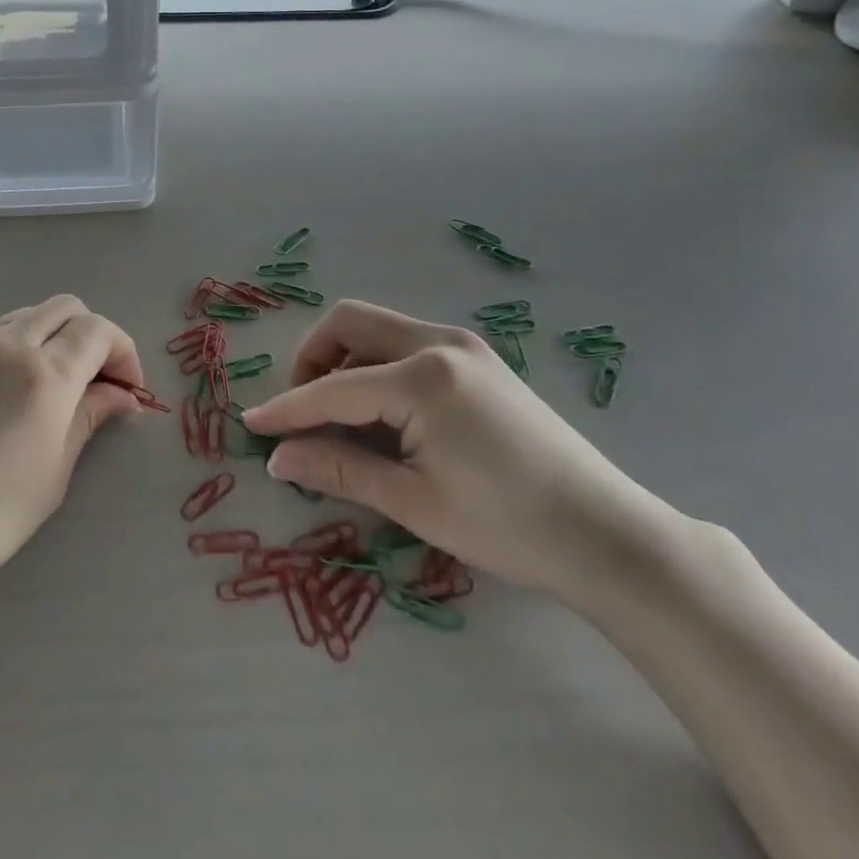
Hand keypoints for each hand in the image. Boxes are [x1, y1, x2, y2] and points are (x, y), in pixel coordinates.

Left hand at [0, 295, 143, 606]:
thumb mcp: (52, 473)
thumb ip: (89, 419)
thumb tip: (122, 396)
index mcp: (43, 373)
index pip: (98, 331)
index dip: (124, 354)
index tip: (130, 391)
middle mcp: (6, 344)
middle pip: (66, 308)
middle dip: (94, 337)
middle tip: (100, 384)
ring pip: (30, 316)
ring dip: (57, 337)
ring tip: (61, 388)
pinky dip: (24, 346)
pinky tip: (18, 393)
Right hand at [244, 300, 675, 599]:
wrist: (608, 536)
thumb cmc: (507, 527)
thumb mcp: (413, 502)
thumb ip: (339, 469)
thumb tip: (277, 458)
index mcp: (423, 377)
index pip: (333, 386)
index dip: (287, 408)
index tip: (250, 424)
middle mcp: (440, 343)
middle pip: (349, 323)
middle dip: (312, 360)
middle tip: (304, 413)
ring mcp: (464, 346)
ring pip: (377, 330)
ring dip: (344, 363)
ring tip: (342, 421)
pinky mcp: (478, 360)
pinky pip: (406, 346)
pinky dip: (376, 368)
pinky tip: (383, 416)